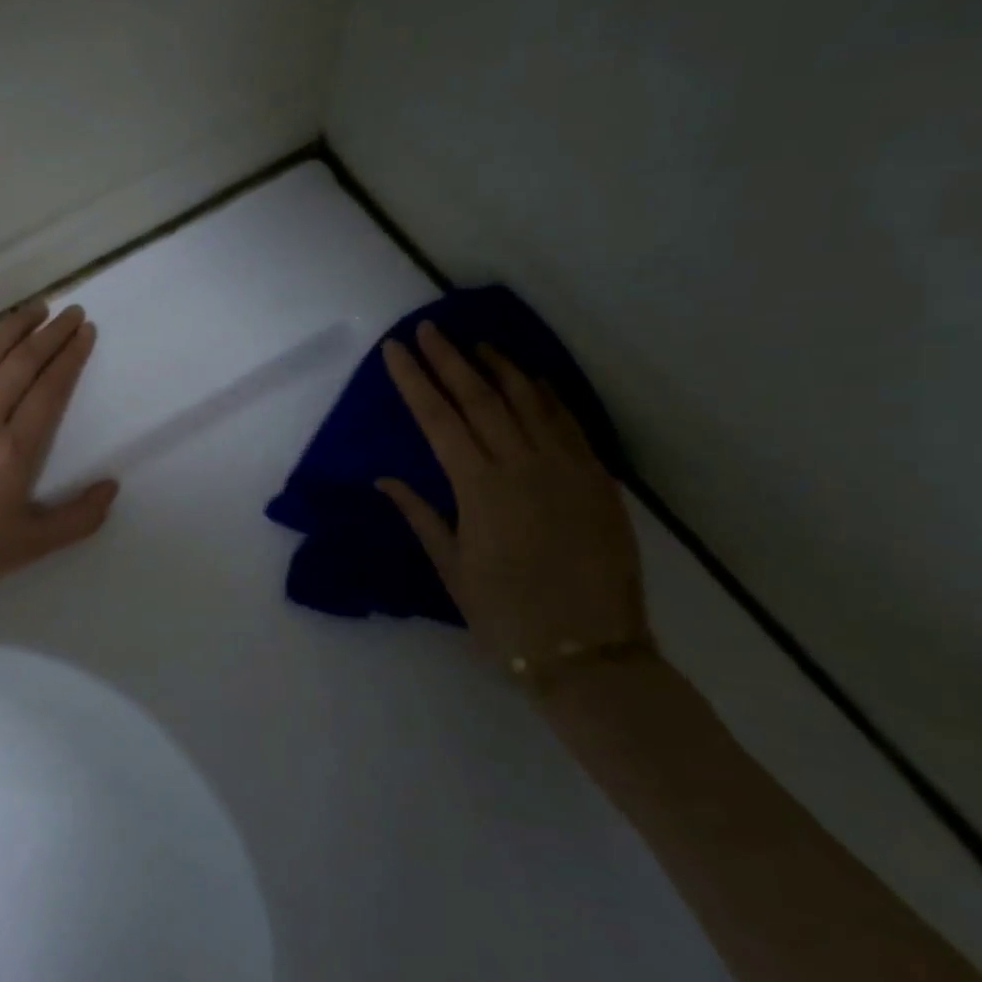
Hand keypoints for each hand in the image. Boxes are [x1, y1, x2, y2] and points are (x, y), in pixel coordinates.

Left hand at [0, 300, 118, 599]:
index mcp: (13, 450)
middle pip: (21, 362)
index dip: (70, 355)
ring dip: (13, 327)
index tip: (84, 331)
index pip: (49, 388)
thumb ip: (81, 516)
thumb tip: (112, 486)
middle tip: (71, 311)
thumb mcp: (36, 544)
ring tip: (35, 309)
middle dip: (50, 332)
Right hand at [377, 321, 646, 661]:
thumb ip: (420, 515)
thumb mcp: (451, 568)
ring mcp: (565, 468)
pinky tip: (532, 378)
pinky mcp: (597, 480)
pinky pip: (569, 423)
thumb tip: (385, 480)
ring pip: (528, 401)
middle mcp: (521, 466)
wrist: (589, 652)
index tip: (396, 350)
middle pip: (480, 398)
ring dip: (499, 367)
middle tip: (430, 329)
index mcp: (479, 488)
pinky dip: (547, 395)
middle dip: (450, 359)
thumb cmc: (505, 614)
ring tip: (476, 342)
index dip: (414, 380)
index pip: (438, 419)